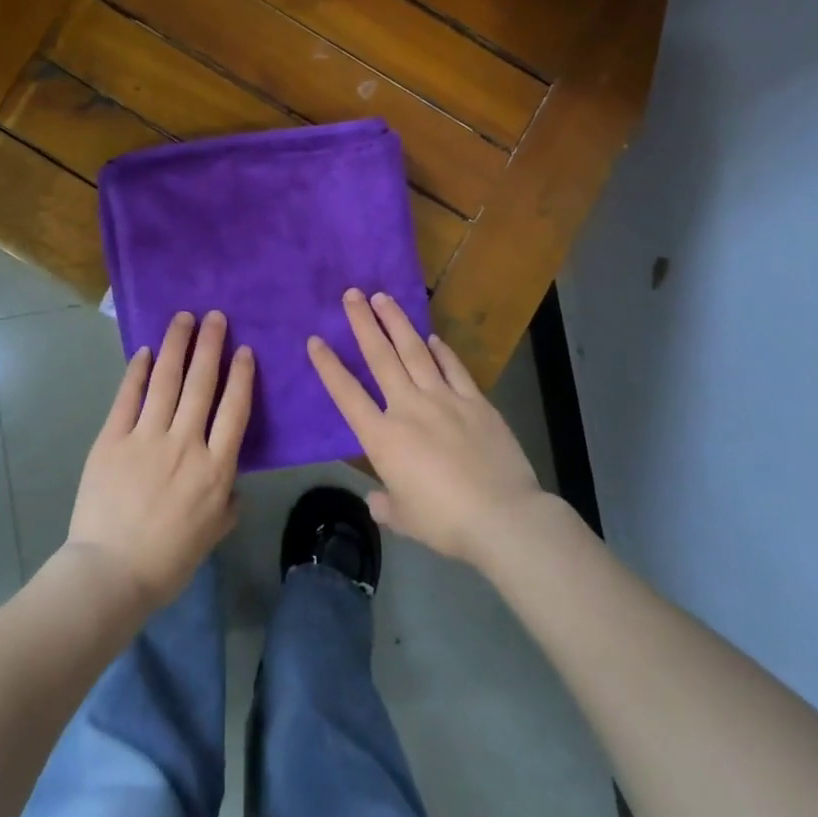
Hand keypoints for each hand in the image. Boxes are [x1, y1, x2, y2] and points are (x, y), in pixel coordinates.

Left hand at [65, 310, 251, 610]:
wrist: (110, 573)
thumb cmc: (168, 560)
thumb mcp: (212, 533)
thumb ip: (227, 502)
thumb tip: (231, 482)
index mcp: (215, 468)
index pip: (234, 409)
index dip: (241, 375)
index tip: (244, 350)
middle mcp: (185, 443)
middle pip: (201, 383)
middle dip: (210, 345)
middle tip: (214, 316)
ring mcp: (146, 438)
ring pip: (167, 380)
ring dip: (177, 345)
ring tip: (184, 318)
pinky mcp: (113, 439)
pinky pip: (128, 397)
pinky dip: (138, 372)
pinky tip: (146, 352)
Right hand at [309, 290, 546, 569]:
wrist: (502, 517)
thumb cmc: (446, 523)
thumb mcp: (406, 520)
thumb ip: (387, 505)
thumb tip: (377, 500)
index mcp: (383, 438)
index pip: (347, 394)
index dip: (328, 366)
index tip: (315, 340)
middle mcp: (409, 408)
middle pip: (381, 357)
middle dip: (363, 323)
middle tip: (352, 294)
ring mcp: (444, 399)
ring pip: (415, 351)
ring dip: (397, 323)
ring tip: (383, 297)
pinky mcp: (475, 401)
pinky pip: (453, 368)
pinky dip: (441, 351)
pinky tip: (432, 337)